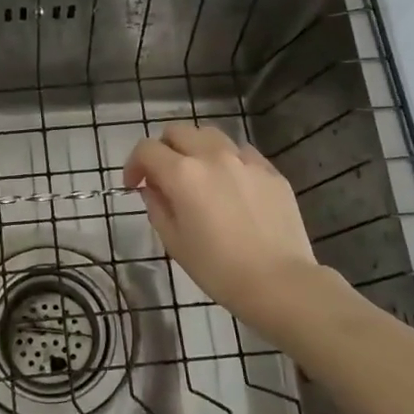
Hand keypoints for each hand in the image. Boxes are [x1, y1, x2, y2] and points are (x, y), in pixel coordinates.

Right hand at [123, 124, 321, 336]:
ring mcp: (245, 160)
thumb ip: (158, 207)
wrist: (279, 282)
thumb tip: (153, 188)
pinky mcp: (270, 171)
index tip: (134, 185)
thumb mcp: (174, 242)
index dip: (134, 164)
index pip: (146, 150)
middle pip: (177, 131)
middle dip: (163, 149)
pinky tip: (231, 184)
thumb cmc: (218, 269)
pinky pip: (242, 152)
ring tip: (199, 174)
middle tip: (163, 176)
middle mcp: (212, 156)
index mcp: (183, 174)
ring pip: (210, 135)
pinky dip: (227, 160)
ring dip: (195, 148)